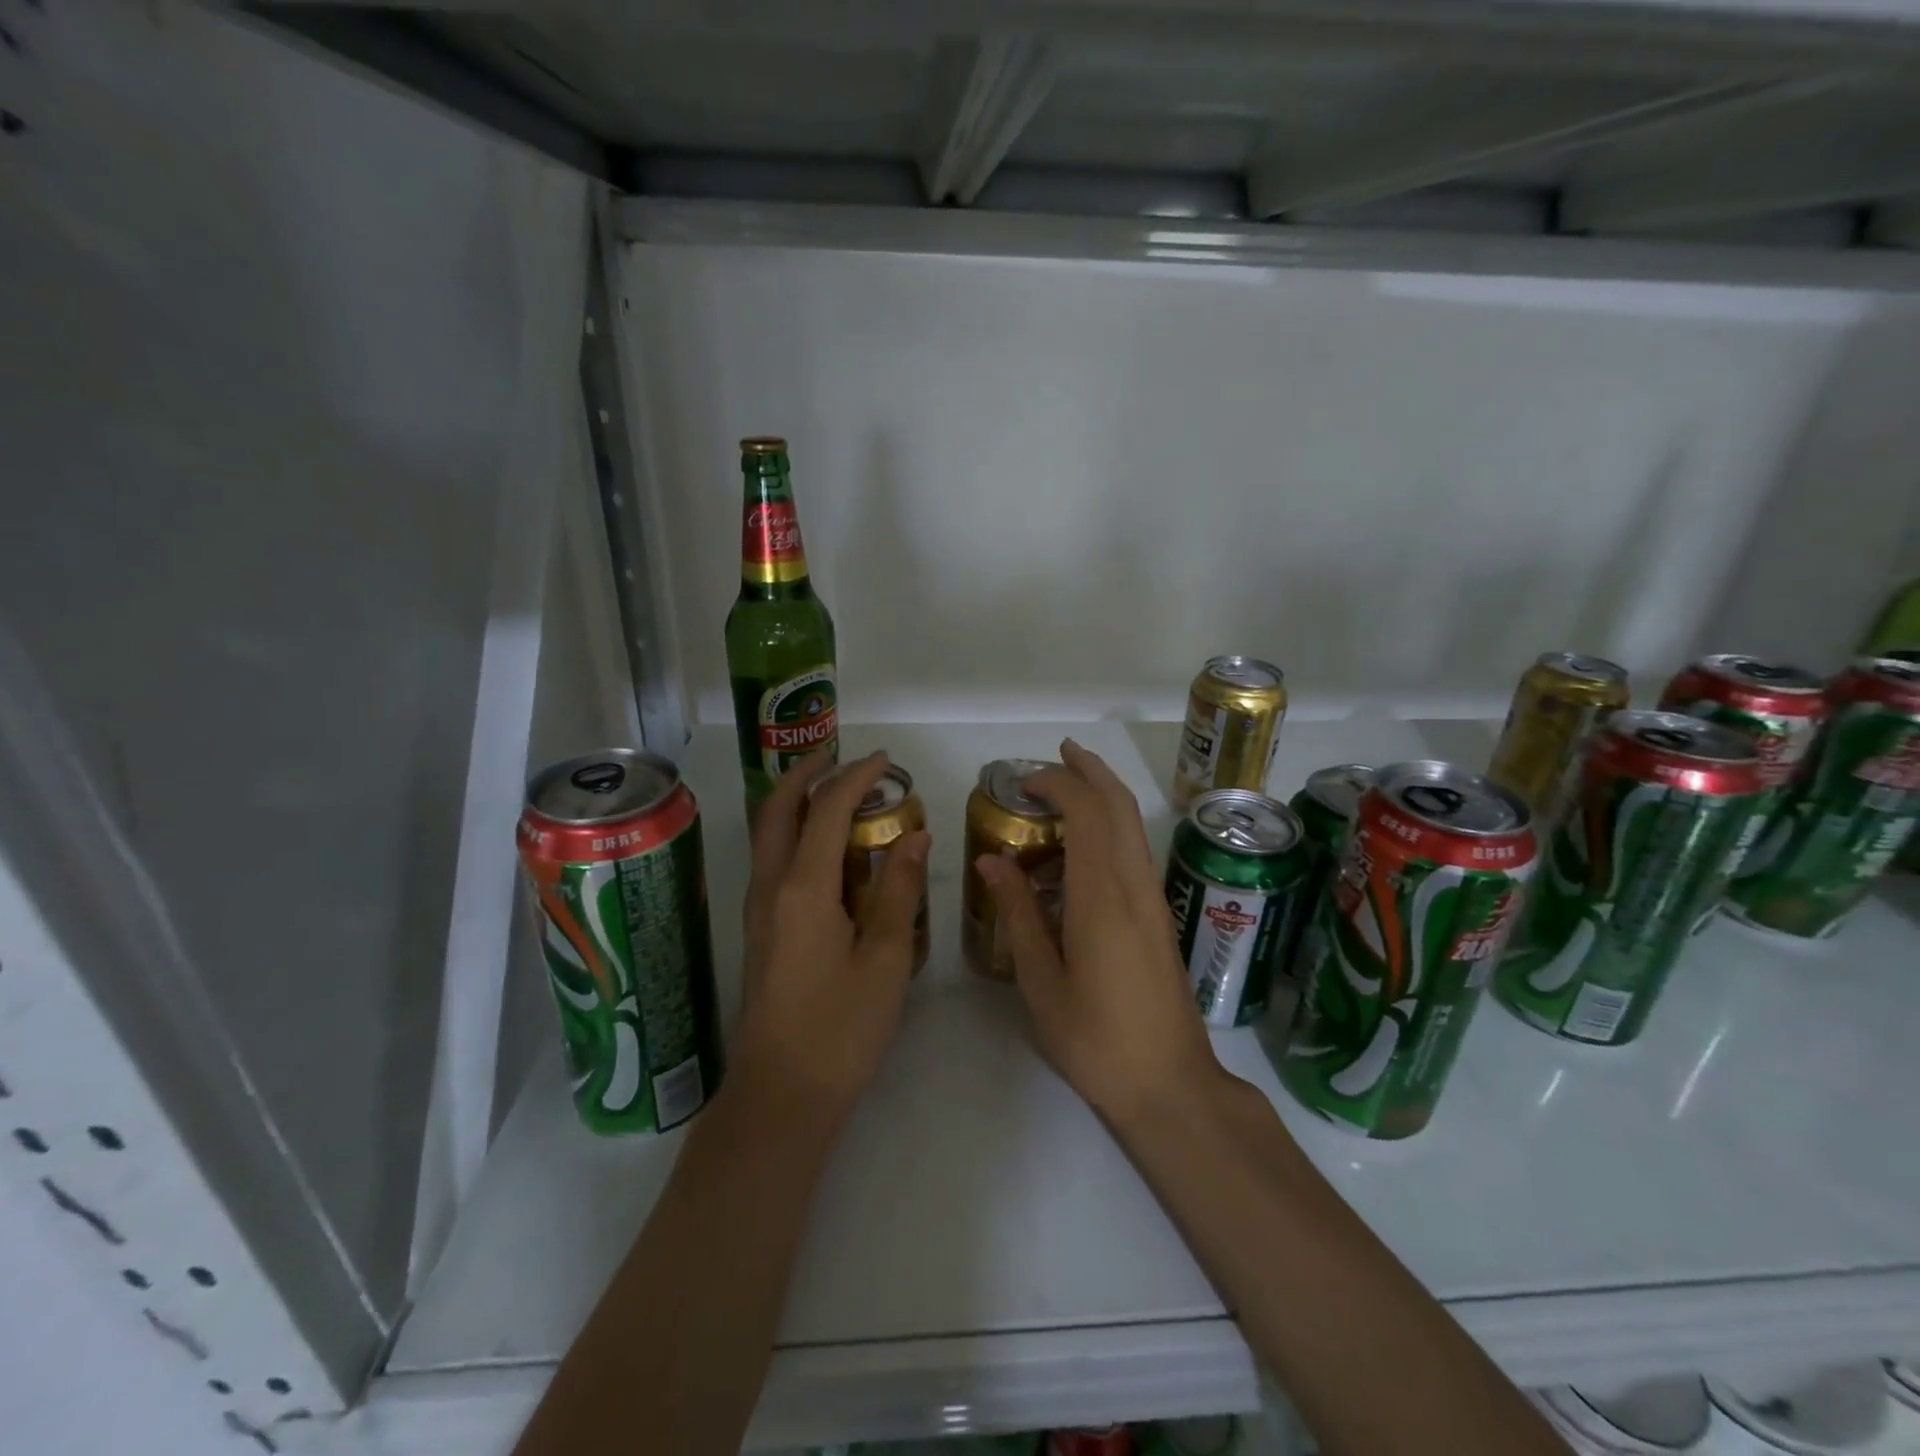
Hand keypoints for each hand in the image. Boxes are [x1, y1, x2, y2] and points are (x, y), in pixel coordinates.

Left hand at [732, 750, 929, 1121]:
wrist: (781, 1095)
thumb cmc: (840, 1028)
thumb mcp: (884, 959)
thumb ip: (898, 890)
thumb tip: (914, 835)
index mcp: (802, 888)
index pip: (827, 810)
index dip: (856, 777)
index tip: (885, 760)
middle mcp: (770, 887)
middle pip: (777, 809)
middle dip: (805, 773)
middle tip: (840, 755)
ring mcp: (757, 909)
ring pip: (767, 833)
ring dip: (795, 800)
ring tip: (832, 789)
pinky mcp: (760, 930)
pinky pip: (771, 859)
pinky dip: (793, 832)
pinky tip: (824, 847)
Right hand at [976, 739, 1222, 1125]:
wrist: (1169, 1084)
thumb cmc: (1096, 1039)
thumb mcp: (1041, 981)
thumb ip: (1018, 914)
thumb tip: (992, 860)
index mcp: (1102, 897)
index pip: (1087, 813)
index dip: (1058, 784)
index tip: (1023, 782)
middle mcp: (1134, 885)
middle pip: (1119, 805)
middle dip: (1089, 770)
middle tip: (1057, 754)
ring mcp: (1153, 898)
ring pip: (1132, 824)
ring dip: (1103, 793)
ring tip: (1066, 785)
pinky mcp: (1159, 915)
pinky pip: (1134, 850)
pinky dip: (1110, 825)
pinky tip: (1081, 845)